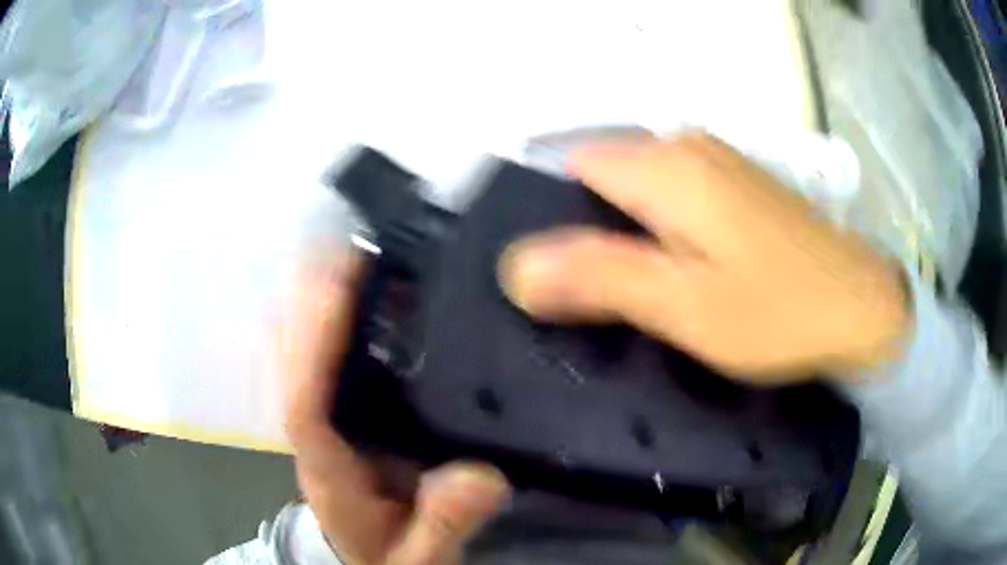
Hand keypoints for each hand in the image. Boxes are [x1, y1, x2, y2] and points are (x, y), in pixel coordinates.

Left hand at [282, 254, 509, 564]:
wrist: (376, 560)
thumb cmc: (391, 557)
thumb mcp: (420, 555)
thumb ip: (443, 524)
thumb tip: (480, 475)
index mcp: (327, 468)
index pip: (304, 400)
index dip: (314, 342)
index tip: (339, 285)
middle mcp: (316, 433)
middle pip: (293, 360)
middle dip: (310, 301)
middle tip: (347, 246)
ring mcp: (325, 418)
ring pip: (304, 351)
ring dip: (318, 299)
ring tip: (353, 253)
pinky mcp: (341, 413)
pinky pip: (328, 359)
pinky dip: (333, 320)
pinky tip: (362, 292)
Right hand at [499, 133, 909, 381]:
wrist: (861, 309)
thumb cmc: (778, 312)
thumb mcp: (684, 306)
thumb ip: (599, 278)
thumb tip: (515, 268)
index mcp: (665, 167)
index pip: (571, 169)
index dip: (552, 219)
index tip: (557, 278)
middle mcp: (686, 147)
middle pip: (605, 177)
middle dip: (588, 231)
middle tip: (594, 299)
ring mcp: (717, 162)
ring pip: (640, 189)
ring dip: (625, 235)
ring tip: (633, 294)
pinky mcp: (738, 185)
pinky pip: (674, 197)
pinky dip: (660, 232)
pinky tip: (677, 274)